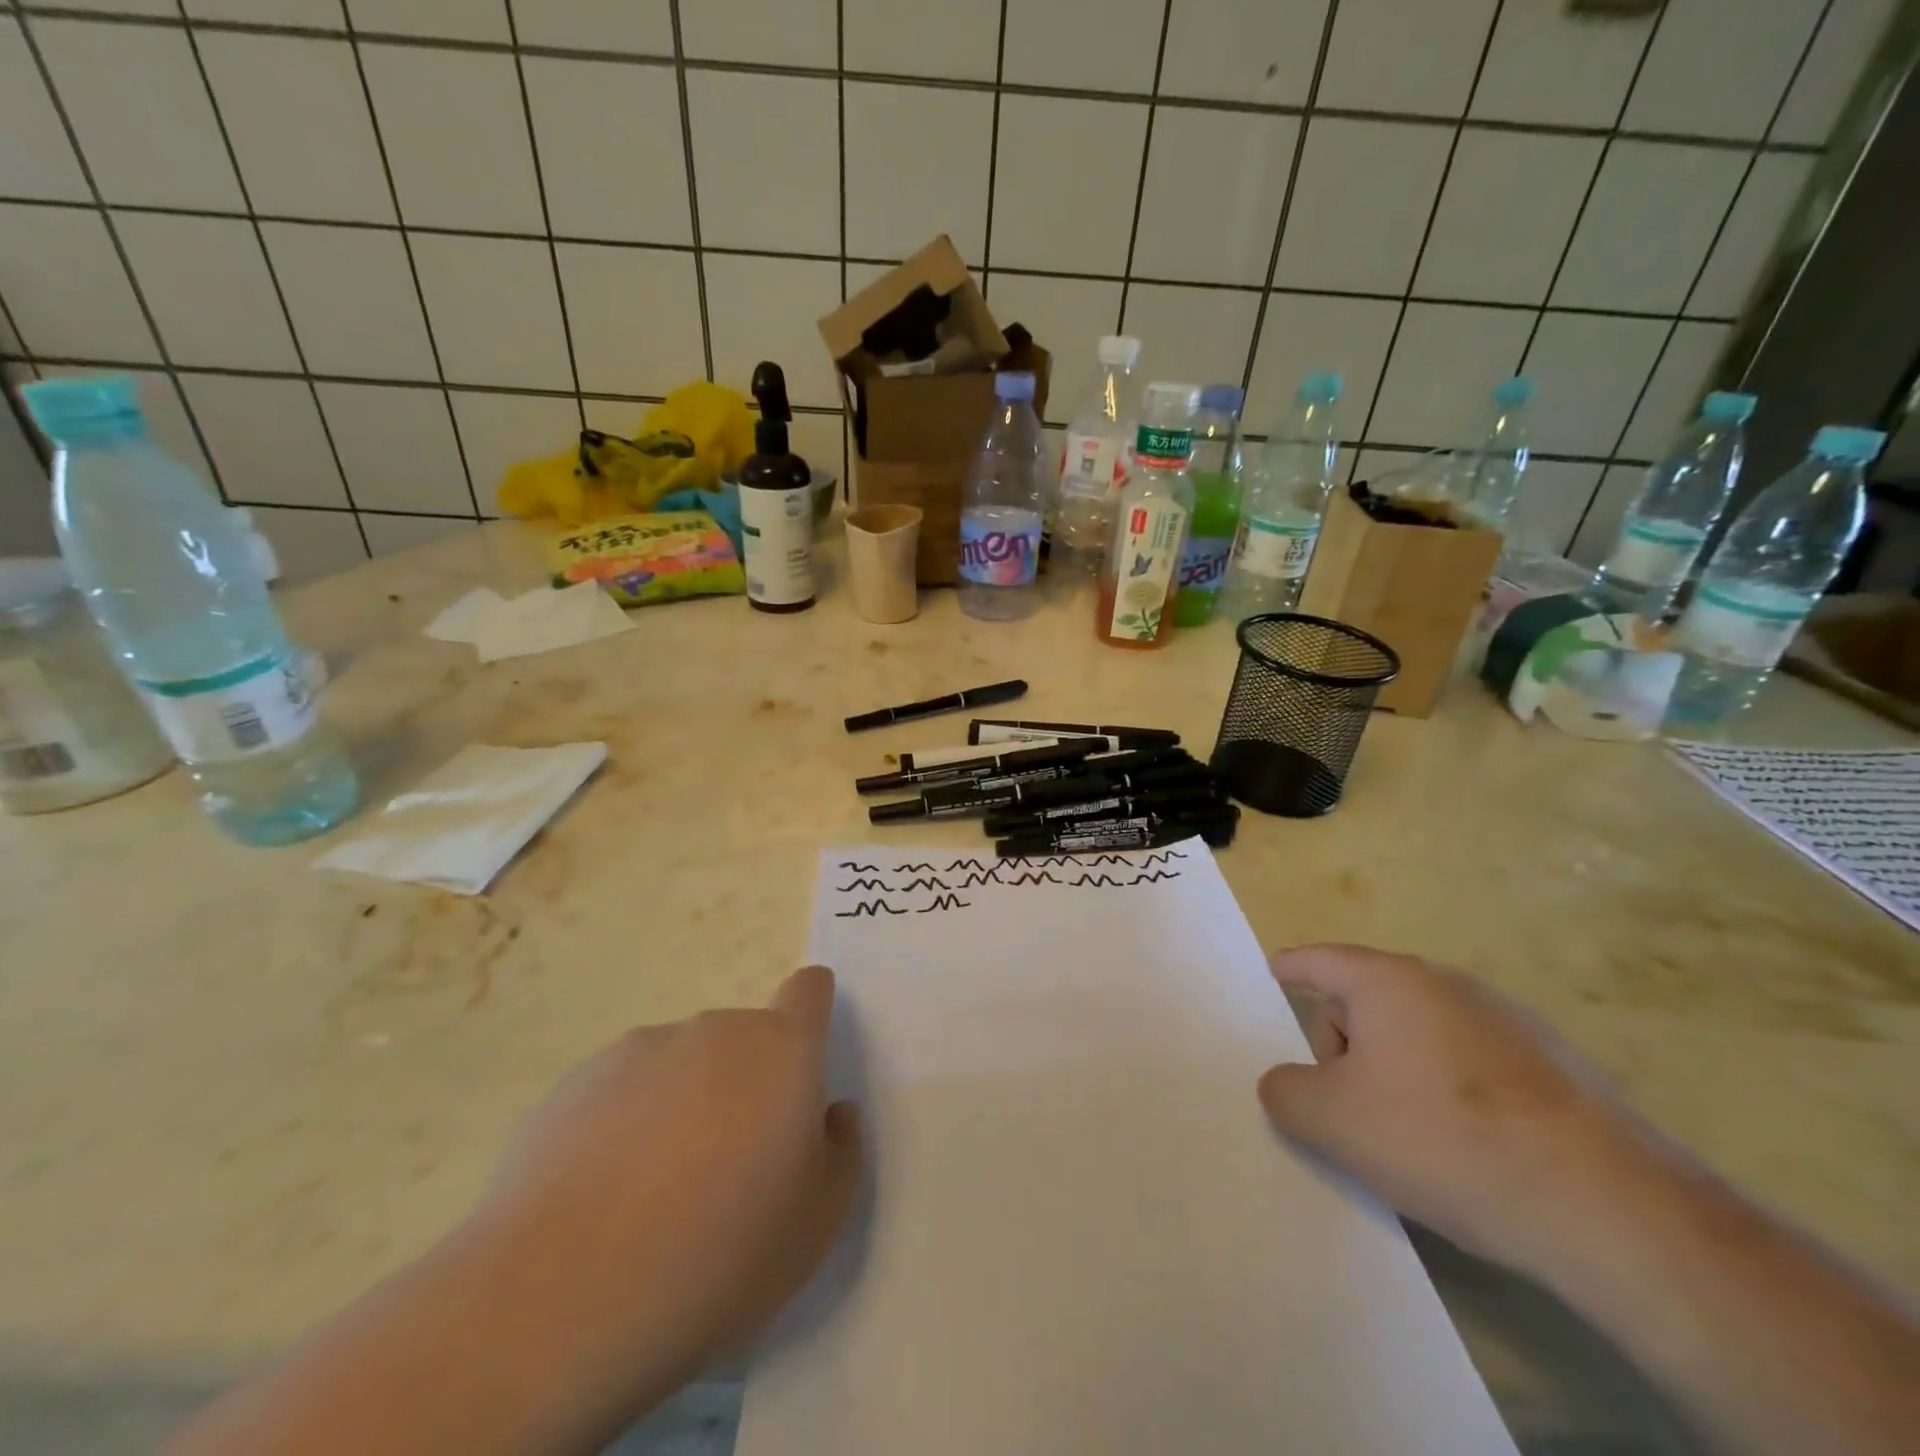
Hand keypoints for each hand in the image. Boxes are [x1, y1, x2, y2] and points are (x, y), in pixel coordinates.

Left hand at [468, 965, 862, 1428]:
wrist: (563, 1294)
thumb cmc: (721, 1253)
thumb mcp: (818, 1223)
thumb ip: (841, 1151)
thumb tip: (829, 1113)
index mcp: (782, 1050)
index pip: (810, 991)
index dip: (812, 1012)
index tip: (802, 1063)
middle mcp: (715, 1030)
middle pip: (745, 1038)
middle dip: (746, 1082)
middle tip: (729, 1167)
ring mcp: (641, 1048)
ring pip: (682, 1064)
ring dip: (685, 1102)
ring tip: (655, 1192)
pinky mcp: (578, 1080)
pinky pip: (623, 1090)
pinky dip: (626, 1123)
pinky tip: (603, 1196)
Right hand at [1257, 944, 1656, 1274]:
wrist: (1610, 1209)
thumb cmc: (1445, 1140)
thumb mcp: (1331, 1121)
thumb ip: (1284, 1091)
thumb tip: (1288, 1084)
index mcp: (1390, 981)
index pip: (1320, 960)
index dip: (1291, 968)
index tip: (1274, 972)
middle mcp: (1447, 984)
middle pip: (1367, 999)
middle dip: (1342, 1044)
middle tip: (1346, 1105)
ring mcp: (1508, 1021)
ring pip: (1418, 1033)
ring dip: (1394, 1069)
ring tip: (1407, 1135)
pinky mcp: (1554, 1065)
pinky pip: (1469, 1061)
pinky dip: (1448, 1088)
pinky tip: (1466, 1146)